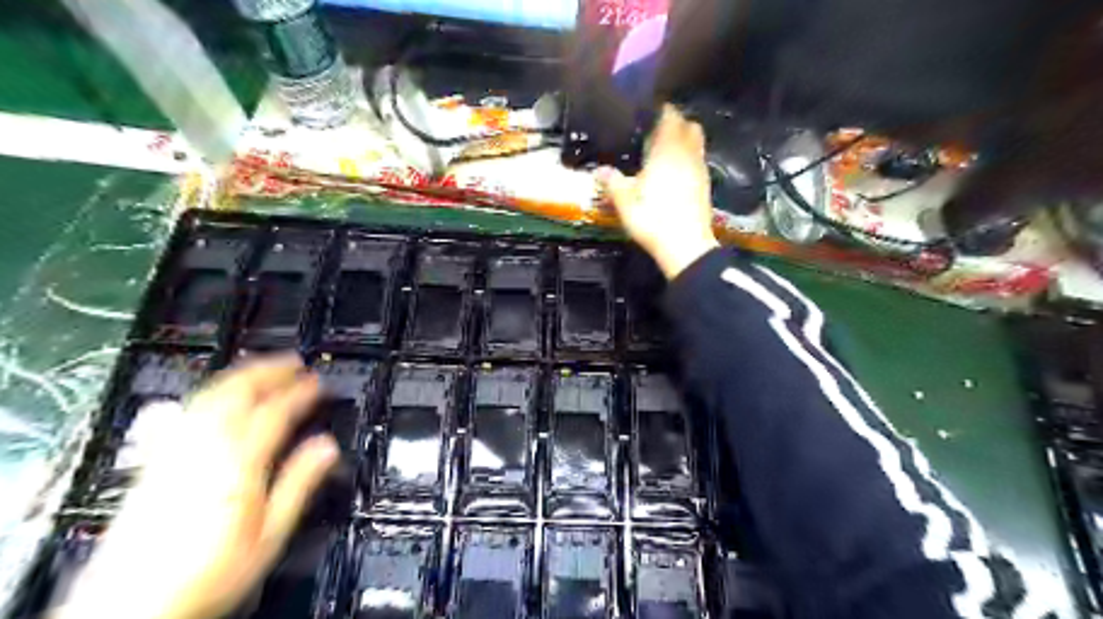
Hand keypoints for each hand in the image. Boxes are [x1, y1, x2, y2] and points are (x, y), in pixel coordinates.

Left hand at [57, 352, 335, 617]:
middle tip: (293, 361)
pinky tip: (218, 395)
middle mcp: (202, 451)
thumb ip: (299, 484)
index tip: (318, 382)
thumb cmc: (210, 574)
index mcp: (237, 466)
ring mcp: (174, 454)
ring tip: (262, 367)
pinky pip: (186, 412)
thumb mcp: (269, 535)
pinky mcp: (154, 463)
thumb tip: (327, 446)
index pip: (274, 413)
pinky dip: (210, 393)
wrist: (130, 607)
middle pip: (235, 394)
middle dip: (267, 371)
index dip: (299, 392)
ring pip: (208, 398)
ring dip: (239, 375)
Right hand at [600, 104, 720, 277]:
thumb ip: (613, 183)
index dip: (660, 110)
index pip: (670, 116)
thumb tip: (599, 170)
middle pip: (689, 125)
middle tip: (656, 130)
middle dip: (675, 123)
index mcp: (667, 151)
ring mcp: (699, 169)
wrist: (686, 246)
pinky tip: (674, 172)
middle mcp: (687, 154)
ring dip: (684, 140)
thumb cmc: (653, 219)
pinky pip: (698, 160)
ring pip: (697, 142)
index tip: (648, 111)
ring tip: (664, 150)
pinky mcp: (705, 185)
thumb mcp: (625, 203)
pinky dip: (689, 158)